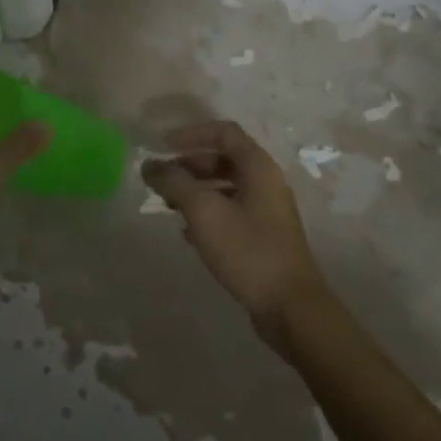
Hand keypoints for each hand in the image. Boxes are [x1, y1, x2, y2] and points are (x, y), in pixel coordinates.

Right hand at [143, 120, 332, 340]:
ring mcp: (268, 211)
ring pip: (226, 187)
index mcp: (258, 167)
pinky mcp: (264, 238)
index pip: (224, 132)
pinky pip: (231, 212)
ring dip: (196, 190)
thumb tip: (149, 165)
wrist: (291, 308)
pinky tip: (187, 232)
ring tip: (169, 205)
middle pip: (224, 159)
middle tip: (161, 179)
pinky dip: (208, 213)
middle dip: (190, 164)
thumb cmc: (248, 250)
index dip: (192, 133)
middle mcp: (266, 182)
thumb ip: (174, 183)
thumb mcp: (204, 211)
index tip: (162, 146)